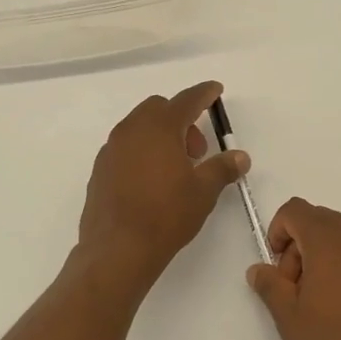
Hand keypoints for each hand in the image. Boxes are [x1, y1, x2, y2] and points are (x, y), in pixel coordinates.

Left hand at [77, 81, 249, 283]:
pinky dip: (142, 152)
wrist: (117, 249)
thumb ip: (223, 168)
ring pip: (139, 128)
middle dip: (182, 120)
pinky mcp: (100, 170)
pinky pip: (125, 148)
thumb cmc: (166, 215)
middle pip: (159, 109)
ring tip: (176, 169)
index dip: (204, 94)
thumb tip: (240, 156)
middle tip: (197, 151)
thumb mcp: (203, 191)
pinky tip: (152, 181)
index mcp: (159, 127)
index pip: (186, 100)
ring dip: (161, 136)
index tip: (215, 90)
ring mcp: (111, 149)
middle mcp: (131, 130)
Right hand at [247, 199, 340, 339]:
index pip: (294, 210)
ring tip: (319, 298)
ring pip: (338, 235)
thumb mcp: (289, 317)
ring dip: (320, 254)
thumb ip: (269, 285)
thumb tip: (259, 270)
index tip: (278, 269)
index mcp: (328, 239)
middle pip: (316, 220)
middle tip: (295, 288)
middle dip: (298, 246)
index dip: (278, 232)